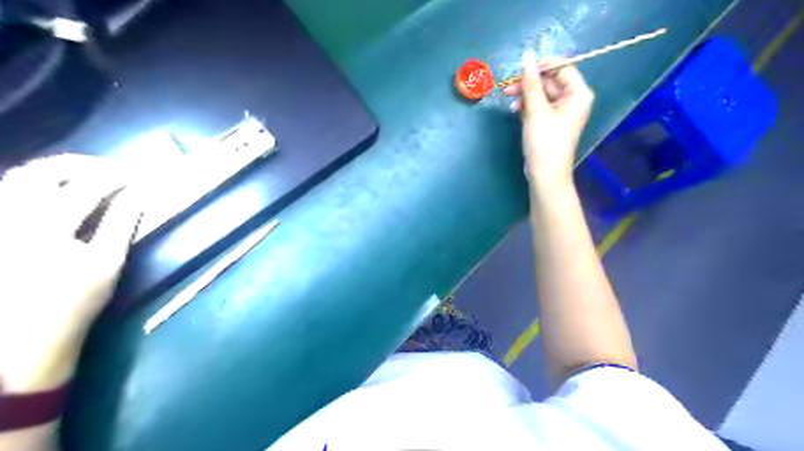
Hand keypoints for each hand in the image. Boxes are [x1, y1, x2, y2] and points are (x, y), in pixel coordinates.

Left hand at [1, 155, 140, 393]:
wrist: (23, 337)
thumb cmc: (75, 302)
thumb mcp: (108, 263)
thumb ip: (122, 222)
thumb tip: (139, 193)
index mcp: (48, 231)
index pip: (87, 187)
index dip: (116, 175)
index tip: (138, 174)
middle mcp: (14, 221)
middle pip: (42, 172)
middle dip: (81, 164)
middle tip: (110, 168)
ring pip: (17, 177)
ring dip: (56, 169)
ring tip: (86, 173)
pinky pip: (7, 192)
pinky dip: (34, 182)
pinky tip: (56, 189)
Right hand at [504, 51, 591, 188]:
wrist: (545, 174)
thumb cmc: (544, 141)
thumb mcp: (535, 110)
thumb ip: (530, 82)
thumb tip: (526, 56)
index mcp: (578, 93)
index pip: (562, 67)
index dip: (541, 65)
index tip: (520, 69)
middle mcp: (574, 99)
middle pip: (550, 81)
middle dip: (528, 83)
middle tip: (507, 87)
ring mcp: (563, 111)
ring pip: (543, 93)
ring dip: (525, 94)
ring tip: (509, 100)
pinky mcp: (553, 122)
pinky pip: (541, 105)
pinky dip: (528, 105)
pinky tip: (516, 110)